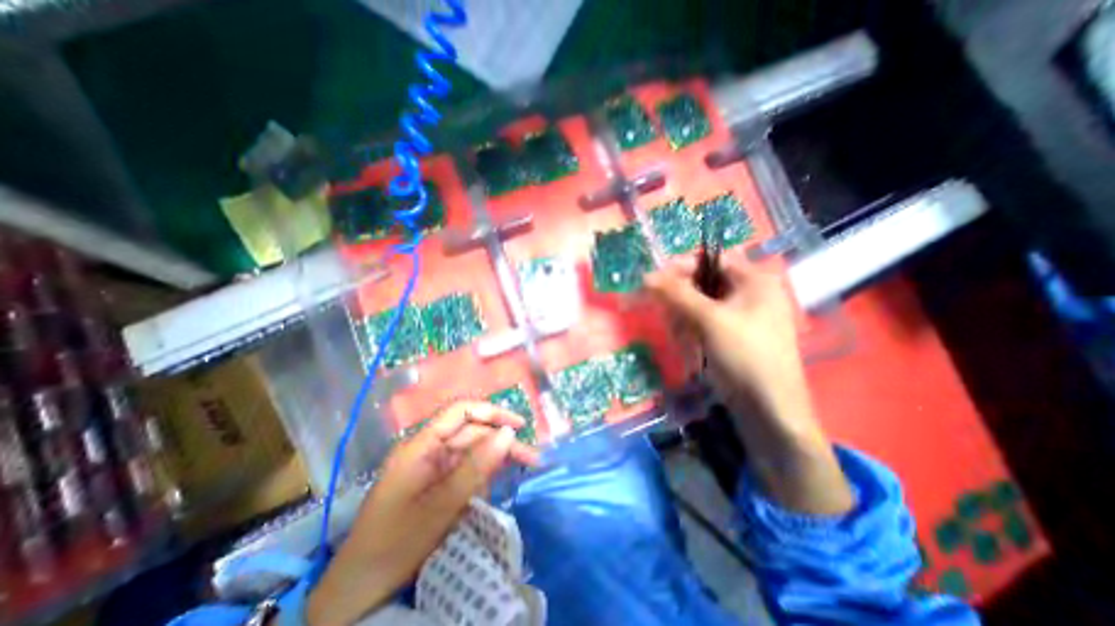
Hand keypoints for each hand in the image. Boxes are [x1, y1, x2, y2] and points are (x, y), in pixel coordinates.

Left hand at [303, 402, 540, 625]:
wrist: (359, 591)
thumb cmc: (397, 543)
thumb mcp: (441, 505)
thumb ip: (477, 467)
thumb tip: (509, 433)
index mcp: (421, 445)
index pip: (460, 412)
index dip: (491, 412)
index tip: (519, 424)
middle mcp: (428, 449)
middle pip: (472, 433)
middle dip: (502, 442)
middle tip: (532, 458)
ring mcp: (432, 467)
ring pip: (472, 452)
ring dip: (497, 458)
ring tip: (526, 465)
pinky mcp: (436, 483)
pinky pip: (466, 470)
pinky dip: (485, 473)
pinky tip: (500, 479)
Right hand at [642, 257, 806, 421]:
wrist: (769, 409)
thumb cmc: (744, 355)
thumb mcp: (709, 319)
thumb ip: (677, 294)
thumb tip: (646, 275)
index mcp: (755, 280)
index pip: (712, 260)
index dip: (683, 267)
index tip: (656, 280)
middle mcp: (752, 293)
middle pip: (707, 282)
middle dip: (682, 294)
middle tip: (664, 309)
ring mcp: (745, 316)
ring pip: (704, 303)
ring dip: (686, 313)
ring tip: (679, 331)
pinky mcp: (736, 335)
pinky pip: (708, 321)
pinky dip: (694, 327)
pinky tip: (688, 342)